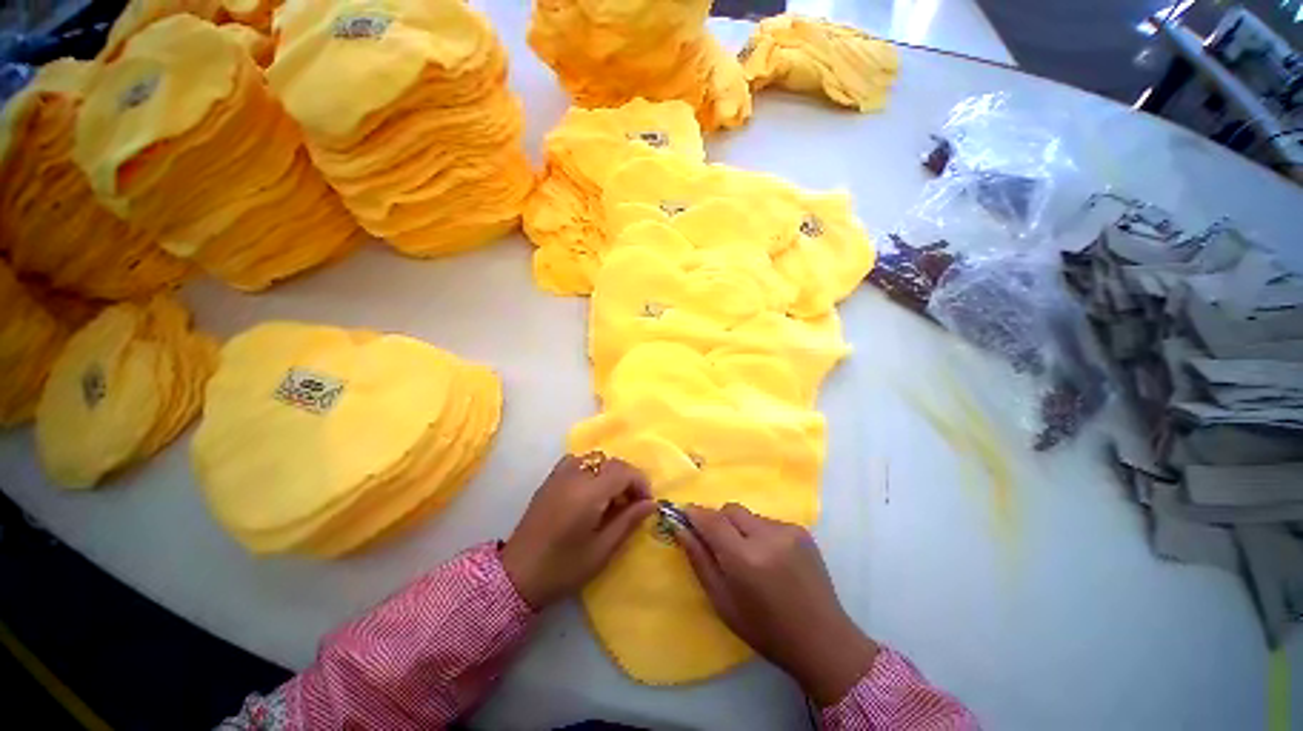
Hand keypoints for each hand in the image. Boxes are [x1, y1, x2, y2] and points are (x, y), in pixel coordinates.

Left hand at [502, 453, 655, 609]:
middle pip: (611, 462)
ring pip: (595, 459)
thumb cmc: (563, 568)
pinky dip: (591, 470)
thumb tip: (651, 504)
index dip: (640, 483)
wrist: (516, 575)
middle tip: (632, 504)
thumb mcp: (601, 550)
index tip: (646, 503)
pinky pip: (578, 461)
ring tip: (612, 498)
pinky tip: (590, 491)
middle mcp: (574, 476)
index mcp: (588, 493)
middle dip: (628, 479)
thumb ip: (628, 521)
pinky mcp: (550, 479)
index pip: (623, 471)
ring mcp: (559, 475)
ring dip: (610, 473)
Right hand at [678, 503, 878, 705]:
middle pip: (730, 509)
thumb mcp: (723, 602)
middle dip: (718, 520)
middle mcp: (766, 537)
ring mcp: (787, 531)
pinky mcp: (801, 531)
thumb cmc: (765, 630)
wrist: (822, 640)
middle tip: (719, 544)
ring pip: (749, 515)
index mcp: (744, 559)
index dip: (695, 513)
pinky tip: (770, 559)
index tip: (684, 514)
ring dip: (740, 528)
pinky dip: (760, 533)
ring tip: (749, 557)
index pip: (711, 520)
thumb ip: (699, 560)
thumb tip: (680, 529)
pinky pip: (768, 522)